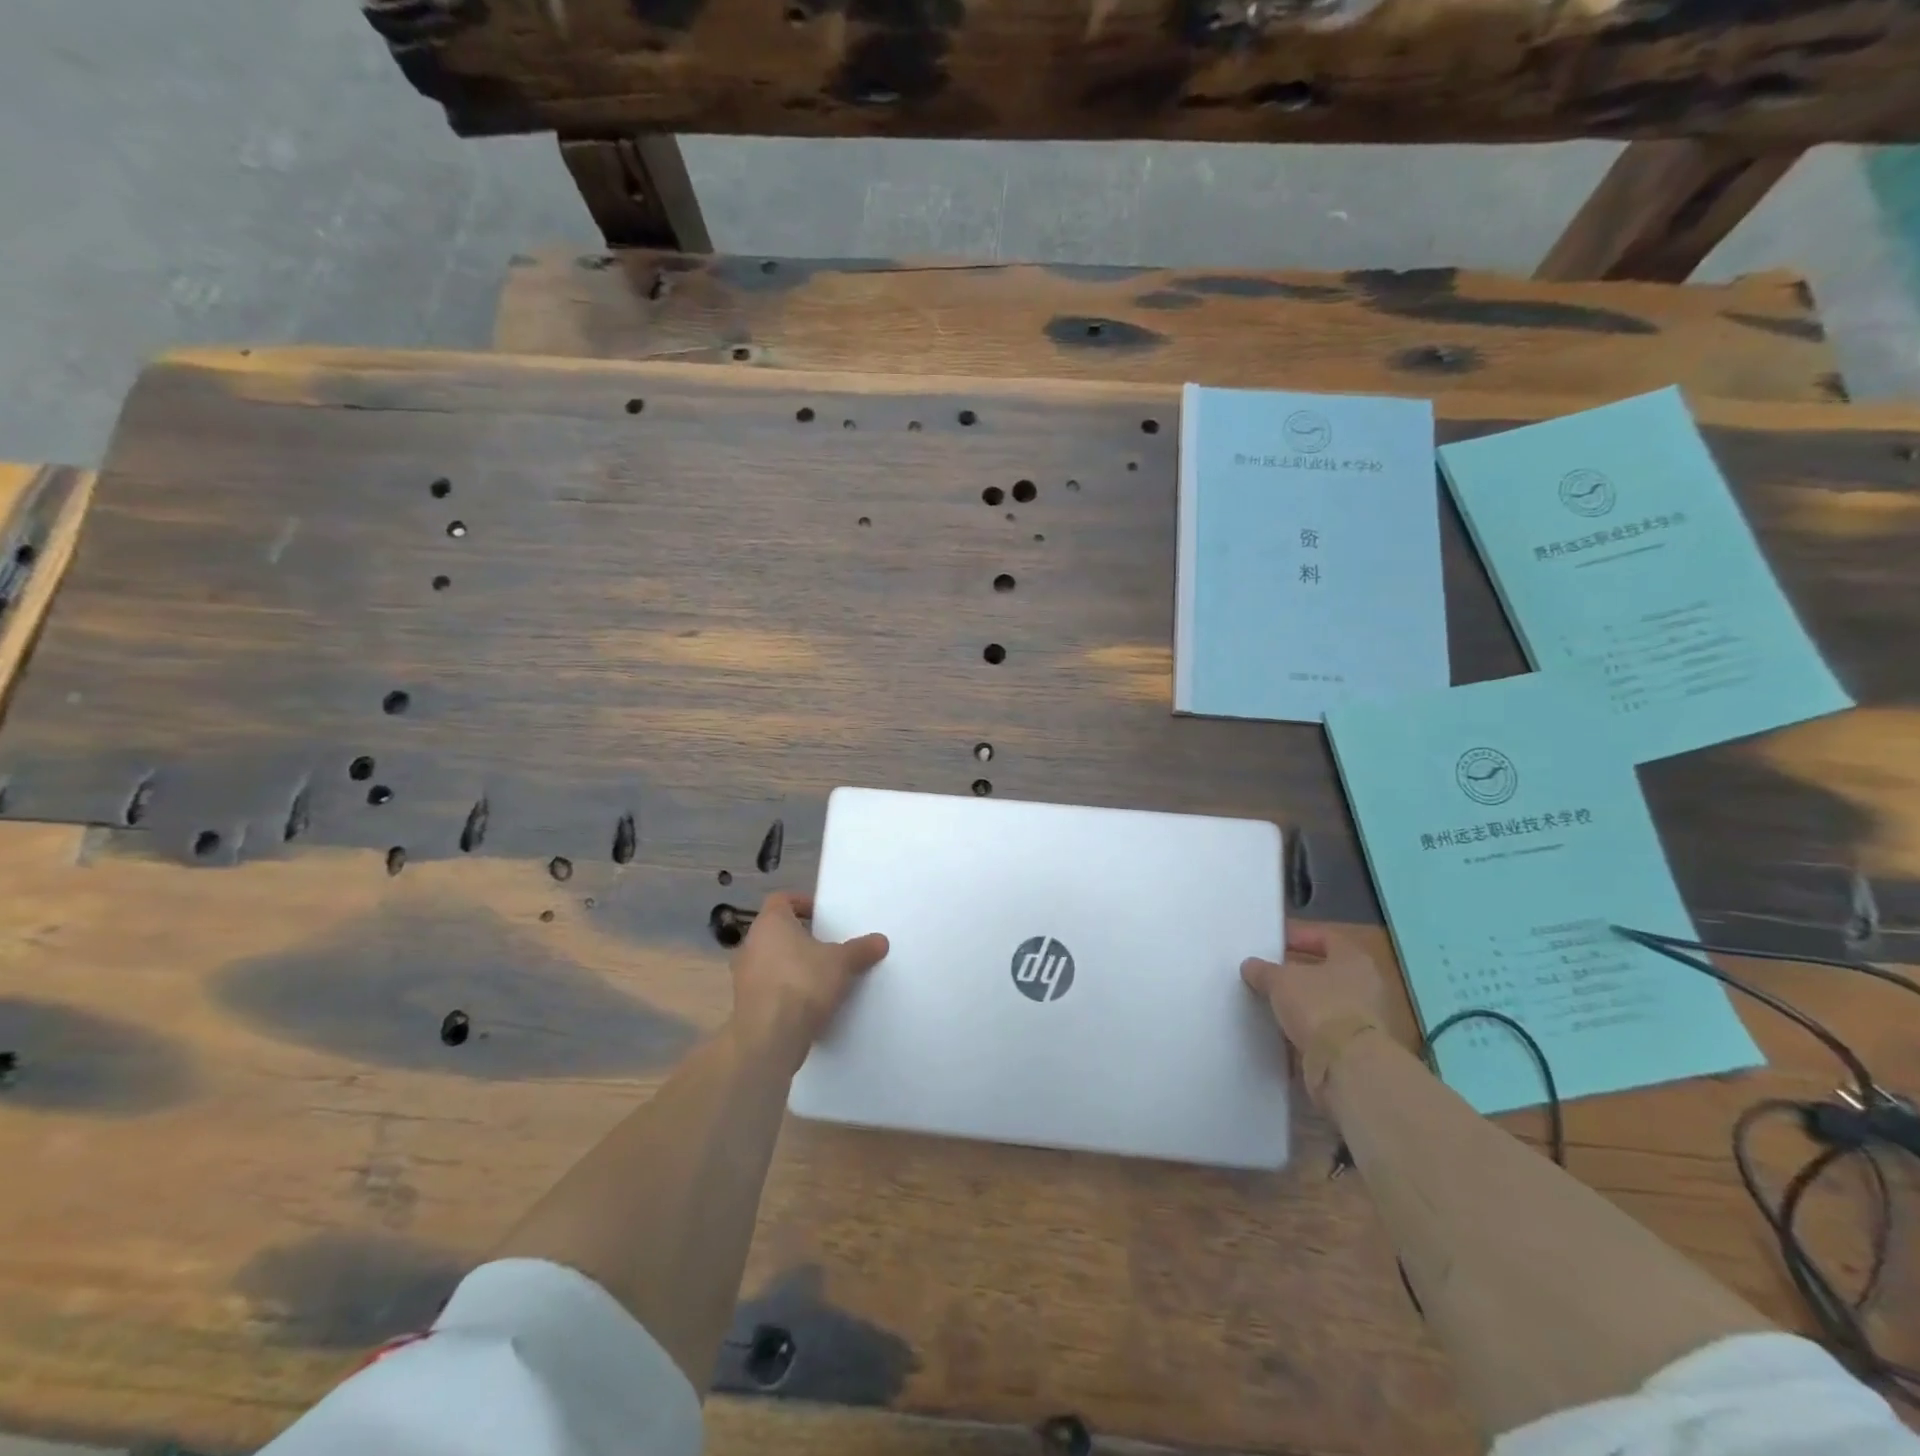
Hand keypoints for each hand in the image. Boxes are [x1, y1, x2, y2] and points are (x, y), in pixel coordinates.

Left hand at [730, 892, 888, 1071]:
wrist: (769, 1036)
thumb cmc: (803, 983)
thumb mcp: (842, 963)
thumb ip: (861, 950)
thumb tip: (880, 941)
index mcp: (771, 922)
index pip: (782, 899)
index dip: (802, 903)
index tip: (822, 916)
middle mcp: (751, 943)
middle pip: (777, 932)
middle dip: (801, 938)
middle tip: (827, 947)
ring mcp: (744, 975)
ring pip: (771, 961)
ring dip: (792, 966)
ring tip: (821, 977)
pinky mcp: (745, 1003)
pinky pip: (769, 988)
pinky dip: (785, 991)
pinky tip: (808, 1004)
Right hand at [1241, 922, 1386, 1053]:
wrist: (1347, 1065)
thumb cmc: (1318, 1006)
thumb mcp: (1280, 981)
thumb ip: (1263, 970)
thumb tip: (1250, 965)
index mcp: (1354, 960)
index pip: (1326, 938)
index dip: (1299, 937)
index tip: (1273, 944)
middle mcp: (1365, 986)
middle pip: (1325, 972)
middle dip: (1297, 973)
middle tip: (1269, 973)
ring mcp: (1363, 1019)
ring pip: (1324, 1003)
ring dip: (1300, 1003)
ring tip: (1270, 1002)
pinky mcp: (1355, 1047)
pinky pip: (1324, 1030)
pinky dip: (1304, 1029)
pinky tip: (1280, 1029)